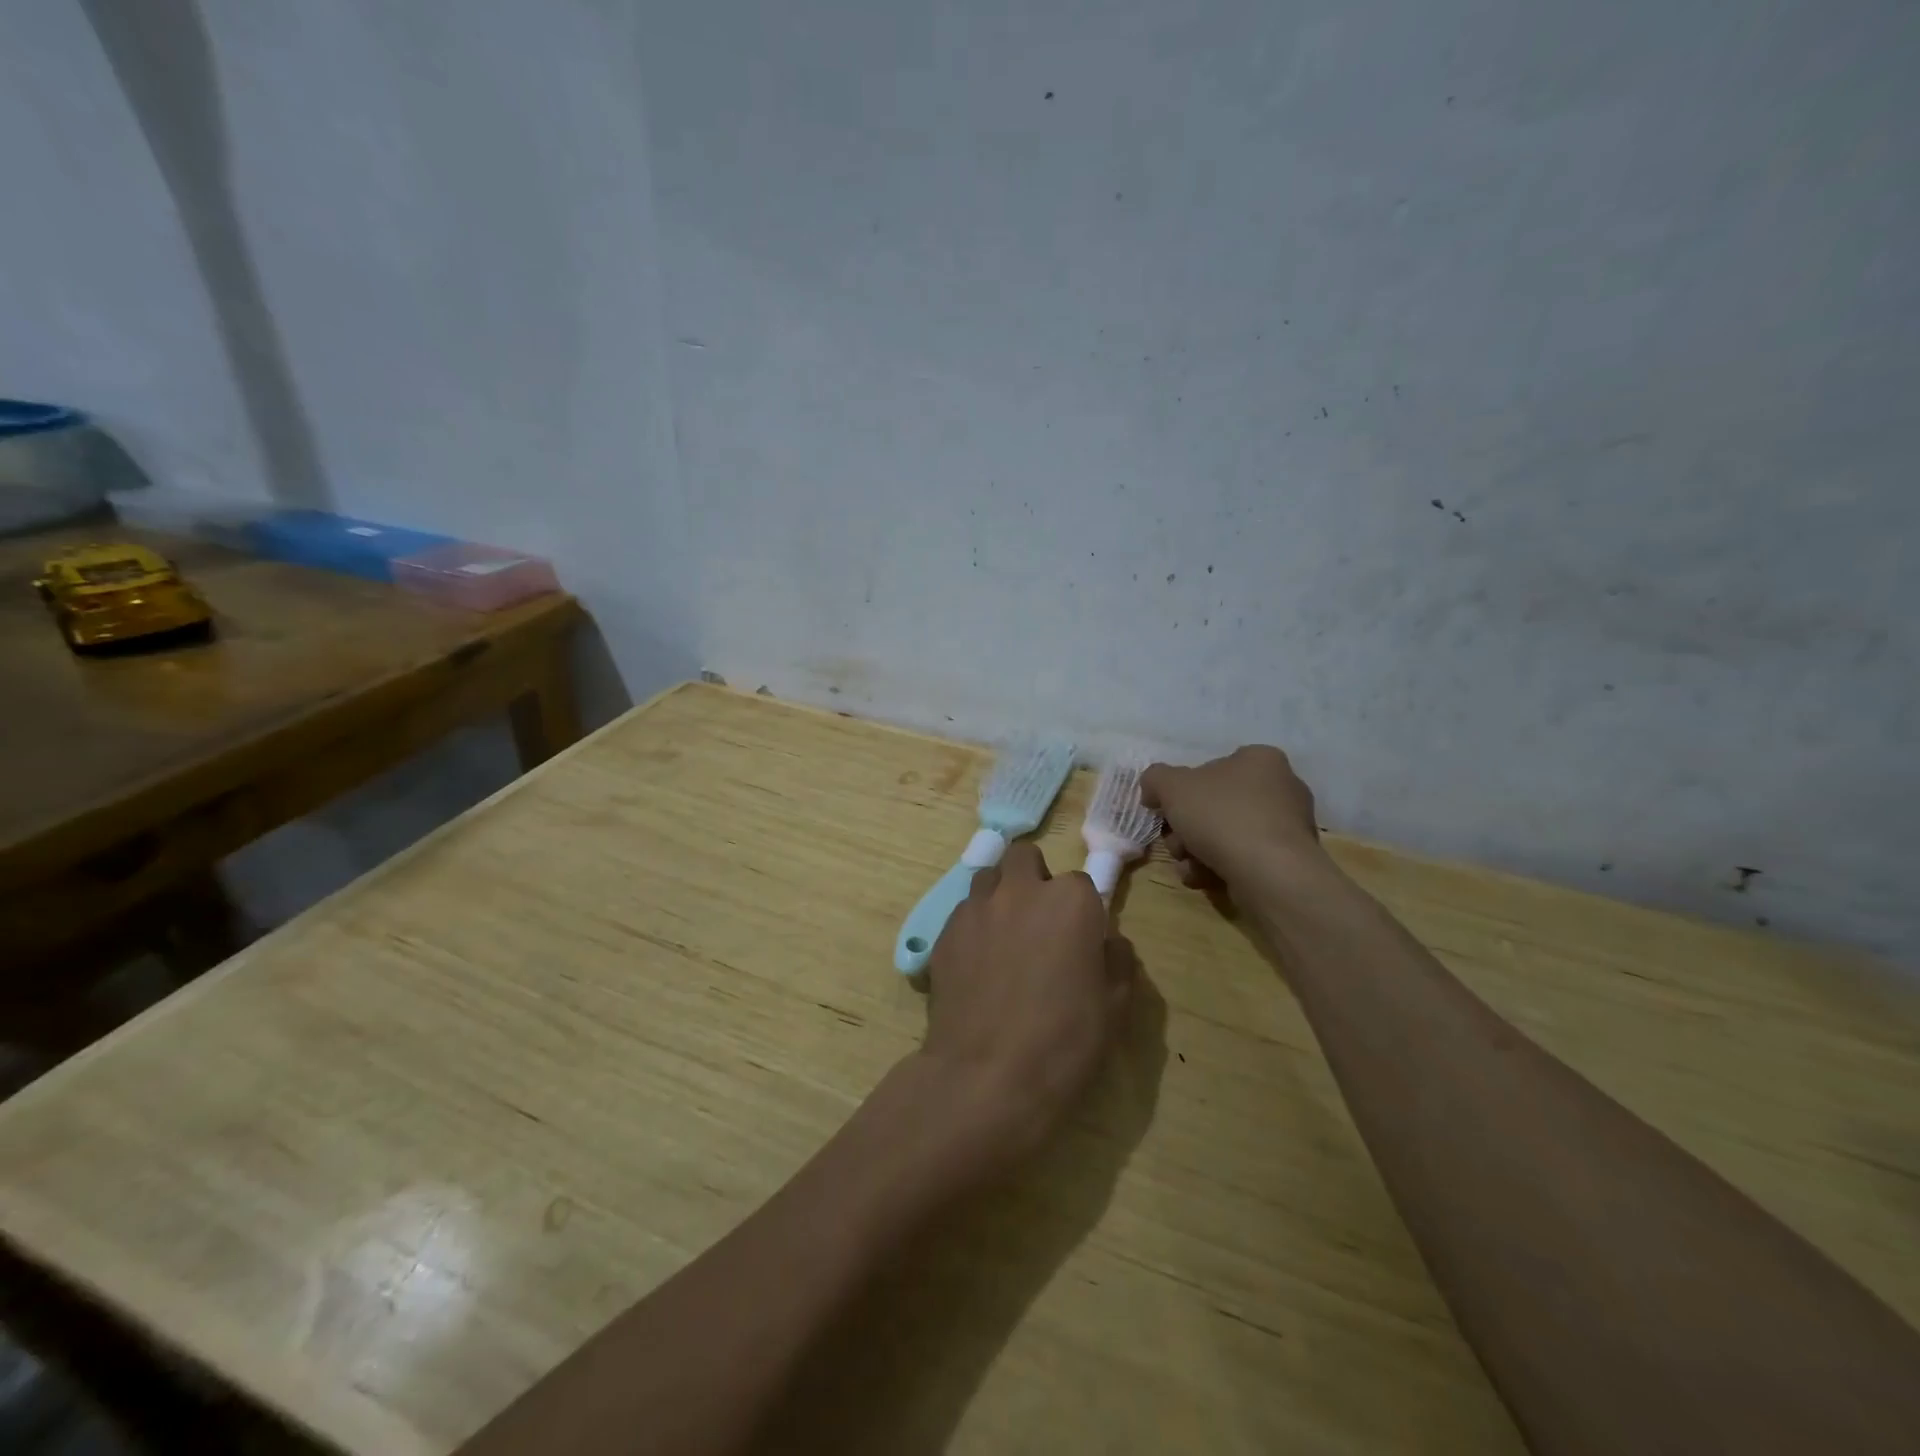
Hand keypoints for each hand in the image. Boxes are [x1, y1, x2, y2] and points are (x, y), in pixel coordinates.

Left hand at [921, 842, 1135, 1169]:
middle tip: (1039, 920)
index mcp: (1069, 901)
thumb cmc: (1064, 1042)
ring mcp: (977, 908)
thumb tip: (1108, 941)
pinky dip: (974, 925)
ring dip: (1000, 895)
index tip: (1081, 938)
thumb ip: (1117, 959)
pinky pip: (963, 912)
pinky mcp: (944, 932)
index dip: (1081, 910)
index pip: (1080, 883)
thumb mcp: (1116, 1006)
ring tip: (1004, 936)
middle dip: (1033, 878)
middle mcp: (1020, 891)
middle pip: (1025, 858)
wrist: (986, 1076)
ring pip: (988, 878)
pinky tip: (978, 963)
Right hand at [1140, 746, 1323, 894]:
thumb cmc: (1221, 816)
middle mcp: (1281, 787)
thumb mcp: (1171, 785)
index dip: (1182, 790)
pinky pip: (1243, 858)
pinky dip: (1219, 867)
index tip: (1166, 811)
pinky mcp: (1288, 860)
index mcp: (1260, 759)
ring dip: (1197, 851)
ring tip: (1189, 866)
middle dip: (1186, 828)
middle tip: (1176, 843)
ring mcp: (1288, 826)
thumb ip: (1155, 779)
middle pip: (1215, 805)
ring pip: (1225, 834)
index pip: (1211, 768)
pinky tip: (1204, 878)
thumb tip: (1154, 791)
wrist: (1268, 872)